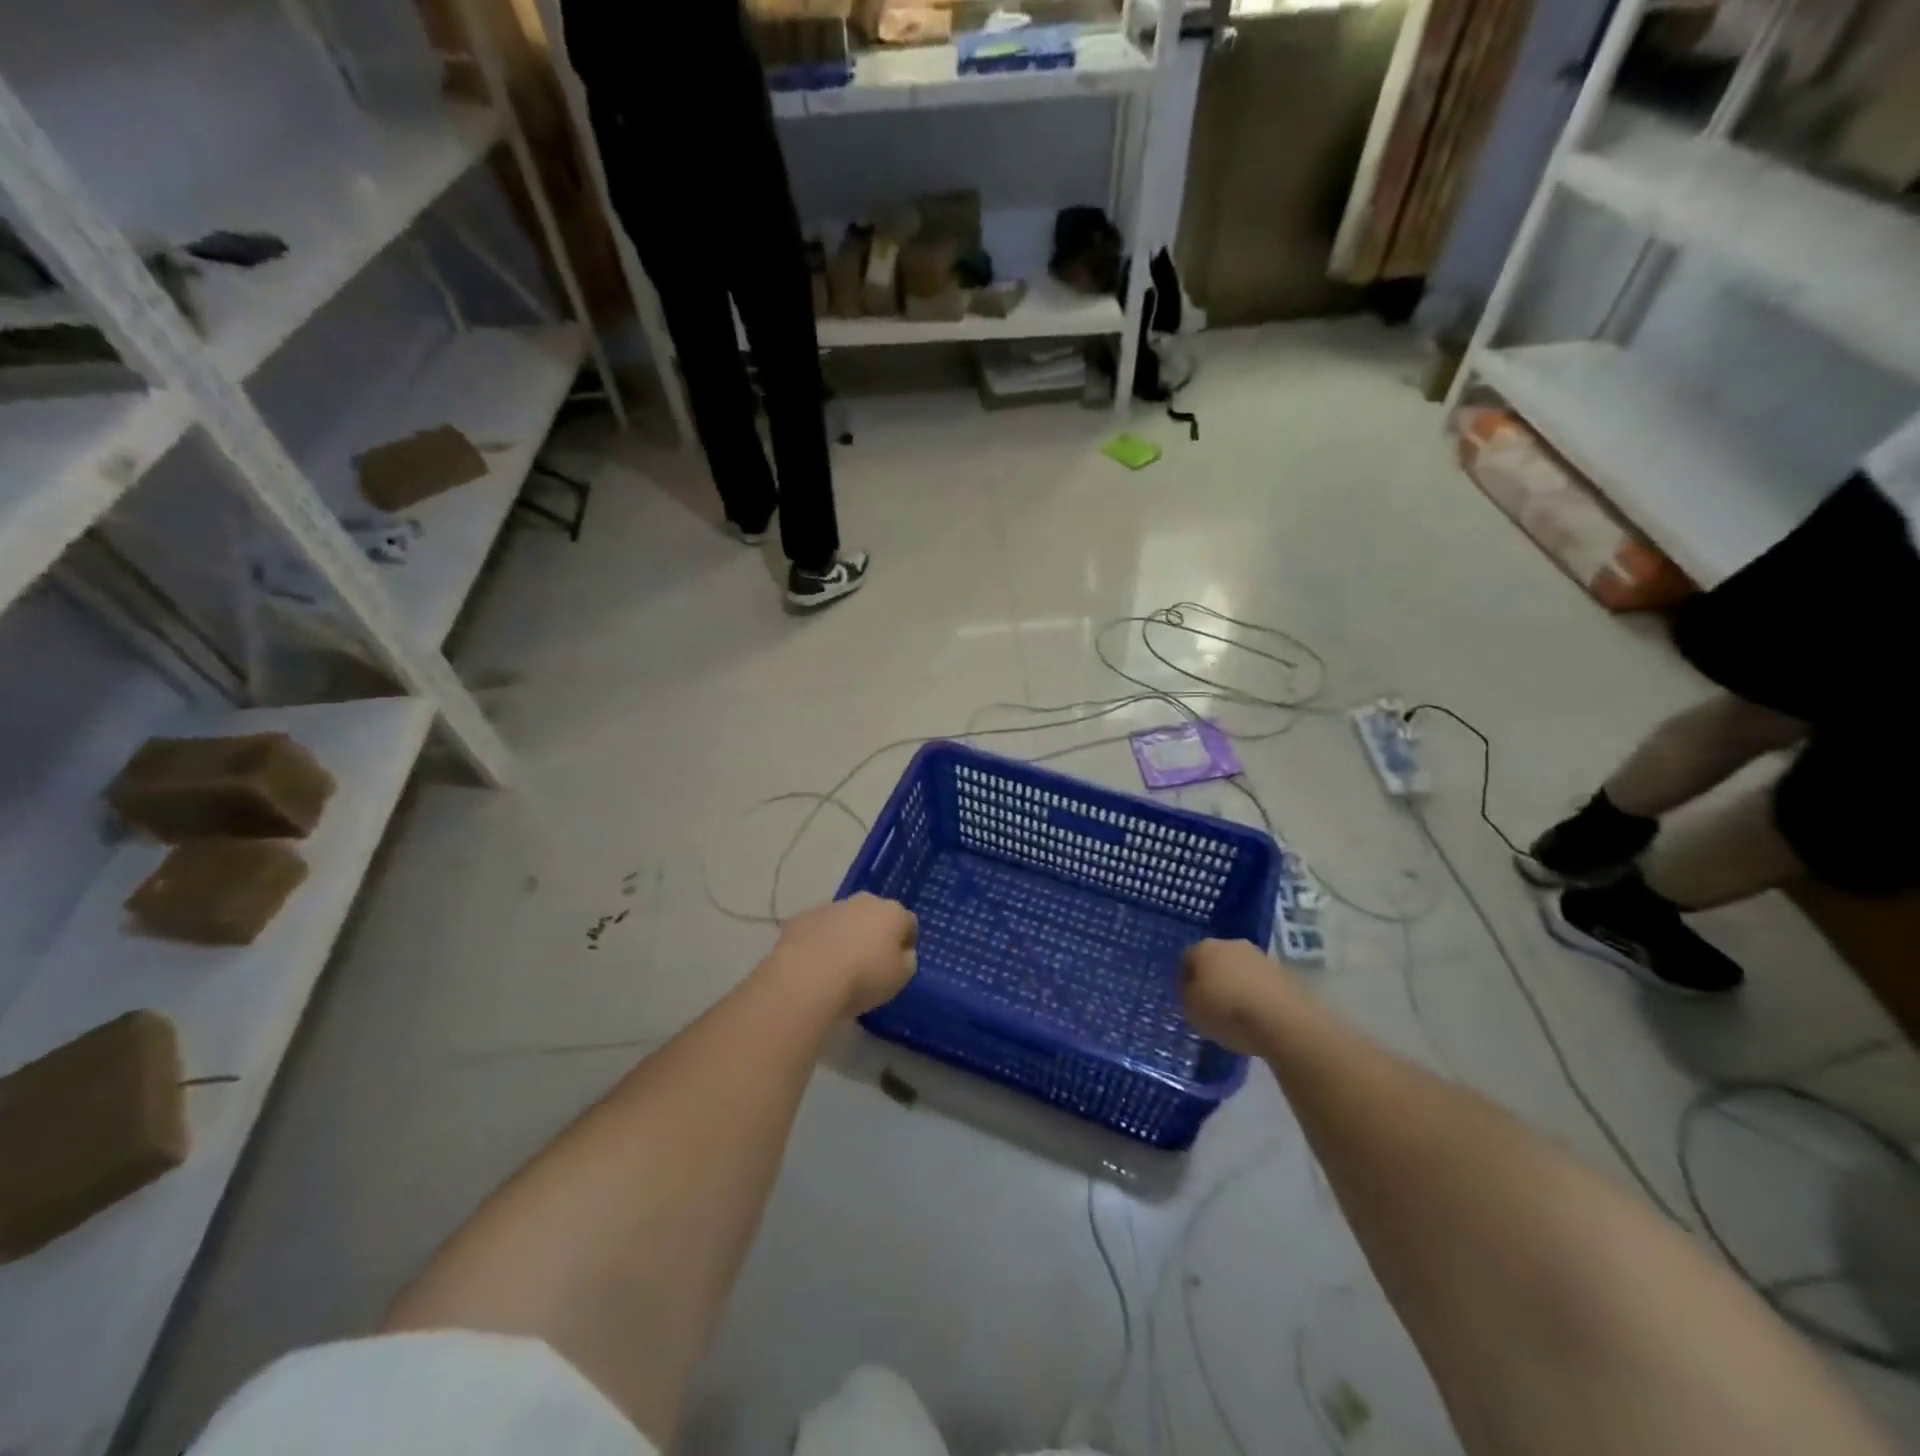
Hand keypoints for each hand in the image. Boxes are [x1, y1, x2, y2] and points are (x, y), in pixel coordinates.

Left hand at [771, 894, 918, 1017]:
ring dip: (846, 936)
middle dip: (875, 933)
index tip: (899, 963)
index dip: (906, 942)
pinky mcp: (801, 918)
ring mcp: (830, 907)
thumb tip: (902, 952)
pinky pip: (818, 929)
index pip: (908, 922)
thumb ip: (906, 960)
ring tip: (838, 967)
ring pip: (845, 919)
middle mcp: (863, 901)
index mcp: (892, 912)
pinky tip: (814, 965)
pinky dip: (819, 942)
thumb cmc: (863, 977)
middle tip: (869, 963)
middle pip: (875, 915)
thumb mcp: (901, 977)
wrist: (807, 977)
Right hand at [1181, 937, 1290, 1054]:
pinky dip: (1257, 994)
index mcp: (1204, 948)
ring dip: (1237, 984)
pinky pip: (1261, 982)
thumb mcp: (1191, 1010)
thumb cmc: (1227, 1012)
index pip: (1187, 958)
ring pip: (1240, 969)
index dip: (1185, 979)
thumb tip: (1193, 989)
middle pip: (1215, 959)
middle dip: (1213, 978)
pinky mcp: (1283, 972)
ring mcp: (1260, 956)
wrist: (1283, 1021)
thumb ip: (1187, 996)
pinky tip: (1258, 1015)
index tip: (1189, 1000)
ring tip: (1238, 1013)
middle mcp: (1231, 944)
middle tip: (1212, 1004)